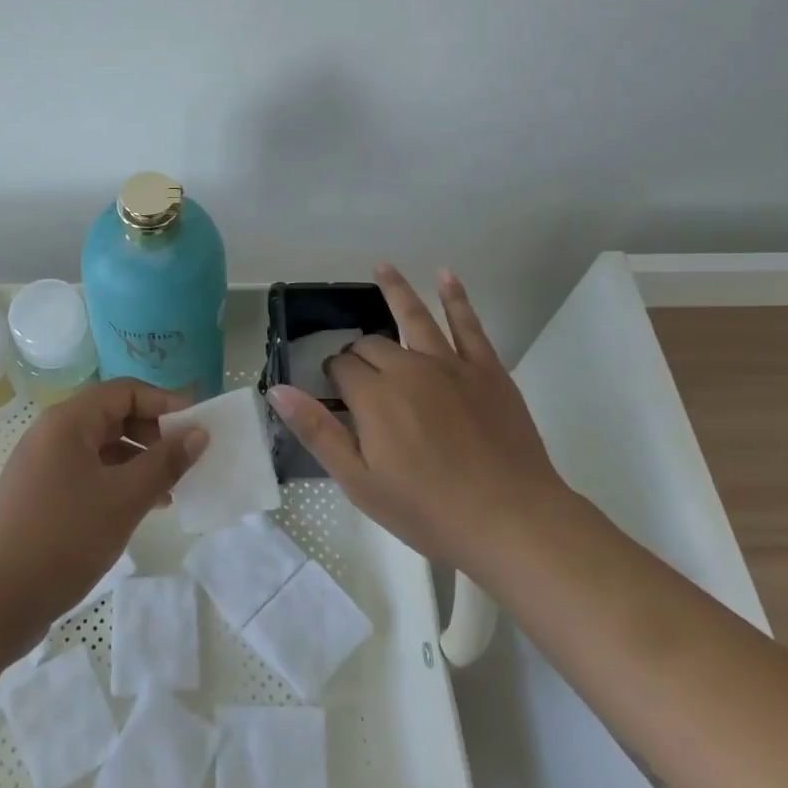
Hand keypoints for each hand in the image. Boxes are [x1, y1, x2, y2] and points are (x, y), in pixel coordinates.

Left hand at [0, 378, 207, 654]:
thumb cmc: (61, 537)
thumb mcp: (123, 499)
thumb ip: (165, 462)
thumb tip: (199, 433)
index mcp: (69, 421)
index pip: (125, 391)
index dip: (164, 403)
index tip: (197, 429)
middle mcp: (53, 434)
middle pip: (113, 416)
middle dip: (153, 434)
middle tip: (186, 462)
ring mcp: (43, 466)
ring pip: (102, 449)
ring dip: (138, 462)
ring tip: (170, 490)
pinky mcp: (41, 497)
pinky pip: (88, 475)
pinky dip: (117, 483)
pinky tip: (139, 510)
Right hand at [265, 266, 567, 578]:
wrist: (510, 520)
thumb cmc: (428, 510)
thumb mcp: (359, 481)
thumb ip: (317, 431)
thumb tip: (278, 390)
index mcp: (374, 396)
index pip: (342, 367)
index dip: (333, 373)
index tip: (333, 389)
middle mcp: (408, 368)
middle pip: (373, 345)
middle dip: (358, 350)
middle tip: (356, 367)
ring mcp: (450, 364)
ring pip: (415, 316)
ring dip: (395, 290)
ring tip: (382, 267)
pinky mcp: (486, 369)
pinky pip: (467, 324)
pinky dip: (455, 297)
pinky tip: (445, 275)